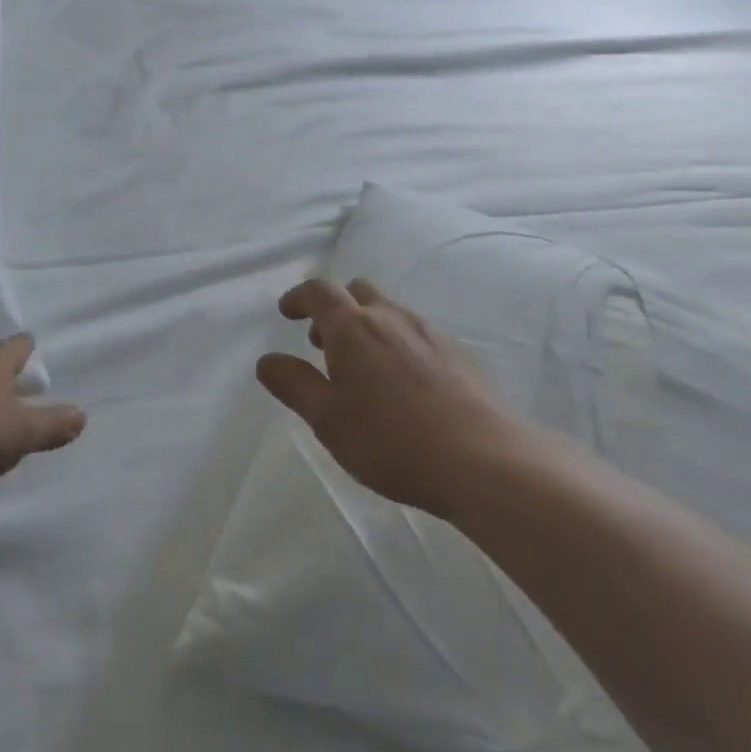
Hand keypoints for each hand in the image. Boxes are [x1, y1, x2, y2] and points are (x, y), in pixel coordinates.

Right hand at [257, 278, 518, 516]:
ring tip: (362, 368)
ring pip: (389, 312)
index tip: (287, 311)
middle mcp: (391, 317)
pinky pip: (416, 334)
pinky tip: (403, 385)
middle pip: (357, 292)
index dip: (299, 297)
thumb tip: (267, 360)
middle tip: (322, 342)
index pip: (319, 292)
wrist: (483, 459)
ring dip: (367, 327)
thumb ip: (294, 385)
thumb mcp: (328, 419)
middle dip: (335, 310)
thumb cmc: (391, 440)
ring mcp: (429, 332)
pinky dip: (397, 344)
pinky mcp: (457, 353)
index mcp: (353, 327)